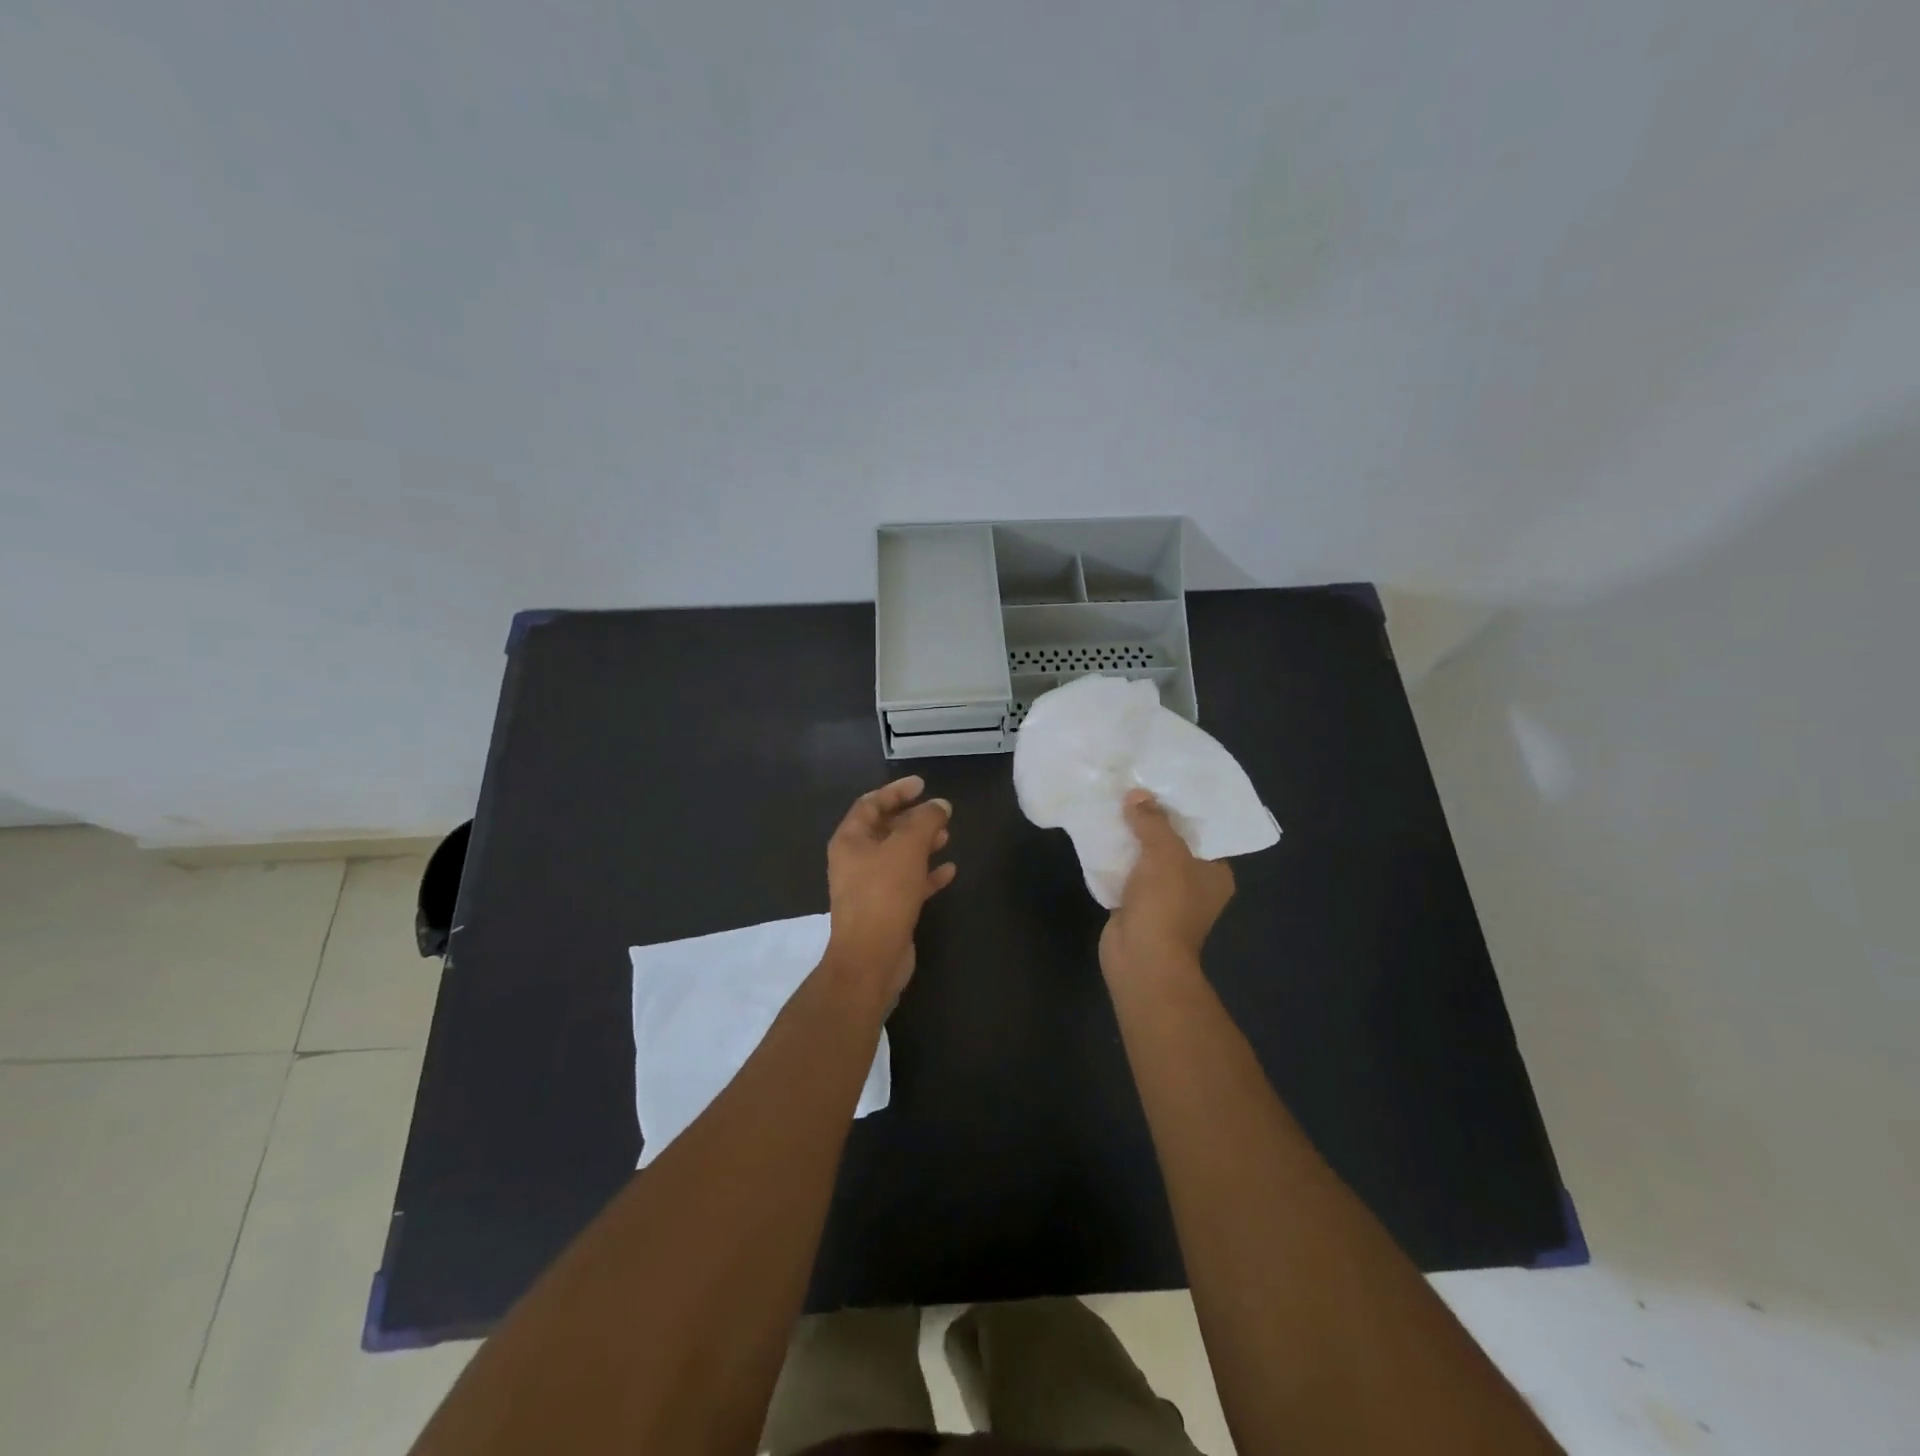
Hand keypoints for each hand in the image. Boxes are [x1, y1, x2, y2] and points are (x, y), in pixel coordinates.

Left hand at [825, 775, 955, 995]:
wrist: (871, 958)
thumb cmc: (884, 894)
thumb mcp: (907, 848)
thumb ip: (925, 820)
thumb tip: (940, 805)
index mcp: (850, 840)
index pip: (870, 804)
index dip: (896, 791)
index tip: (922, 784)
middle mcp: (855, 860)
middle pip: (885, 829)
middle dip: (912, 818)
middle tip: (940, 811)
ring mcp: (870, 886)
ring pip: (898, 856)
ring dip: (922, 844)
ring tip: (947, 835)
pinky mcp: (886, 909)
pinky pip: (908, 882)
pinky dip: (927, 873)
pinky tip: (949, 870)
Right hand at [1099, 789, 1233, 987]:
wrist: (1141, 958)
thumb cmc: (1166, 903)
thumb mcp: (1165, 852)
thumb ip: (1153, 821)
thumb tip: (1137, 795)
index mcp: (1215, 872)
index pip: (1202, 832)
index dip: (1181, 808)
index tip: (1161, 783)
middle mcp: (1194, 884)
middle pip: (1172, 842)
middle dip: (1152, 820)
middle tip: (1132, 788)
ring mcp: (1164, 897)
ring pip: (1146, 858)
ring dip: (1131, 838)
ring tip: (1113, 804)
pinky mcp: (1136, 905)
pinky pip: (1126, 873)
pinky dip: (1116, 858)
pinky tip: (1101, 835)